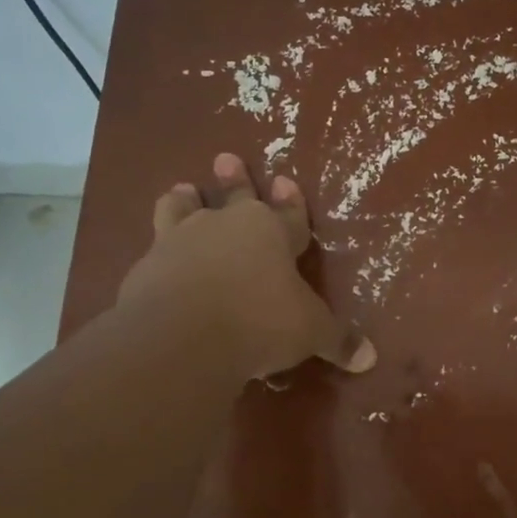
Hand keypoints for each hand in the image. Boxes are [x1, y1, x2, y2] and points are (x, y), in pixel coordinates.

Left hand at [118, 152, 375, 378]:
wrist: (182, 336)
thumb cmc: (260, 321)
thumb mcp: (310, 333)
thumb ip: (337, 341)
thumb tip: (369, 358)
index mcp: (271, 233)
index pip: (288, 213)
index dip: (291, 202)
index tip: (284, 180)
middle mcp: (226, 227)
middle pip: (234, 196)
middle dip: (235, 179)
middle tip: (226, 158)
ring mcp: (181, 242)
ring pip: (183, 210)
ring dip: (185, 201)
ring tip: (182, 191)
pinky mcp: (146, 267)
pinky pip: (154, 249)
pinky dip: (158, 250)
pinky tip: (155, 258)